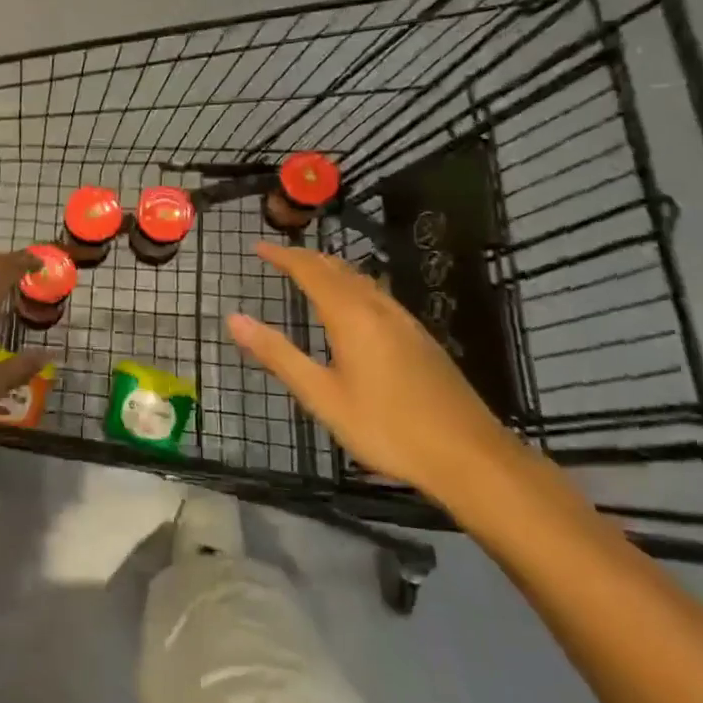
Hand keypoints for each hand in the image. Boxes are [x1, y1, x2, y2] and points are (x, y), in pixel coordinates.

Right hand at [227, 242, 519, 503]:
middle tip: (279, 255)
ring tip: (310, 271)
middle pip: (338, 269)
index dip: (283, 256)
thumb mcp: (322, 396)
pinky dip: (353, 285)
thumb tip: (234, 319)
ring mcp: (405, 322)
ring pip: (362, 280)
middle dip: (306, 258)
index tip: (258, 247)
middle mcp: (379, 308)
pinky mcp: (421, 339)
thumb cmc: (386, 427)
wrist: (468, 455)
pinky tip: (356, 305)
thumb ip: (278, 355)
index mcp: (351, 316)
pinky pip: (378, 294)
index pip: (310, 271)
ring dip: (332, 269)